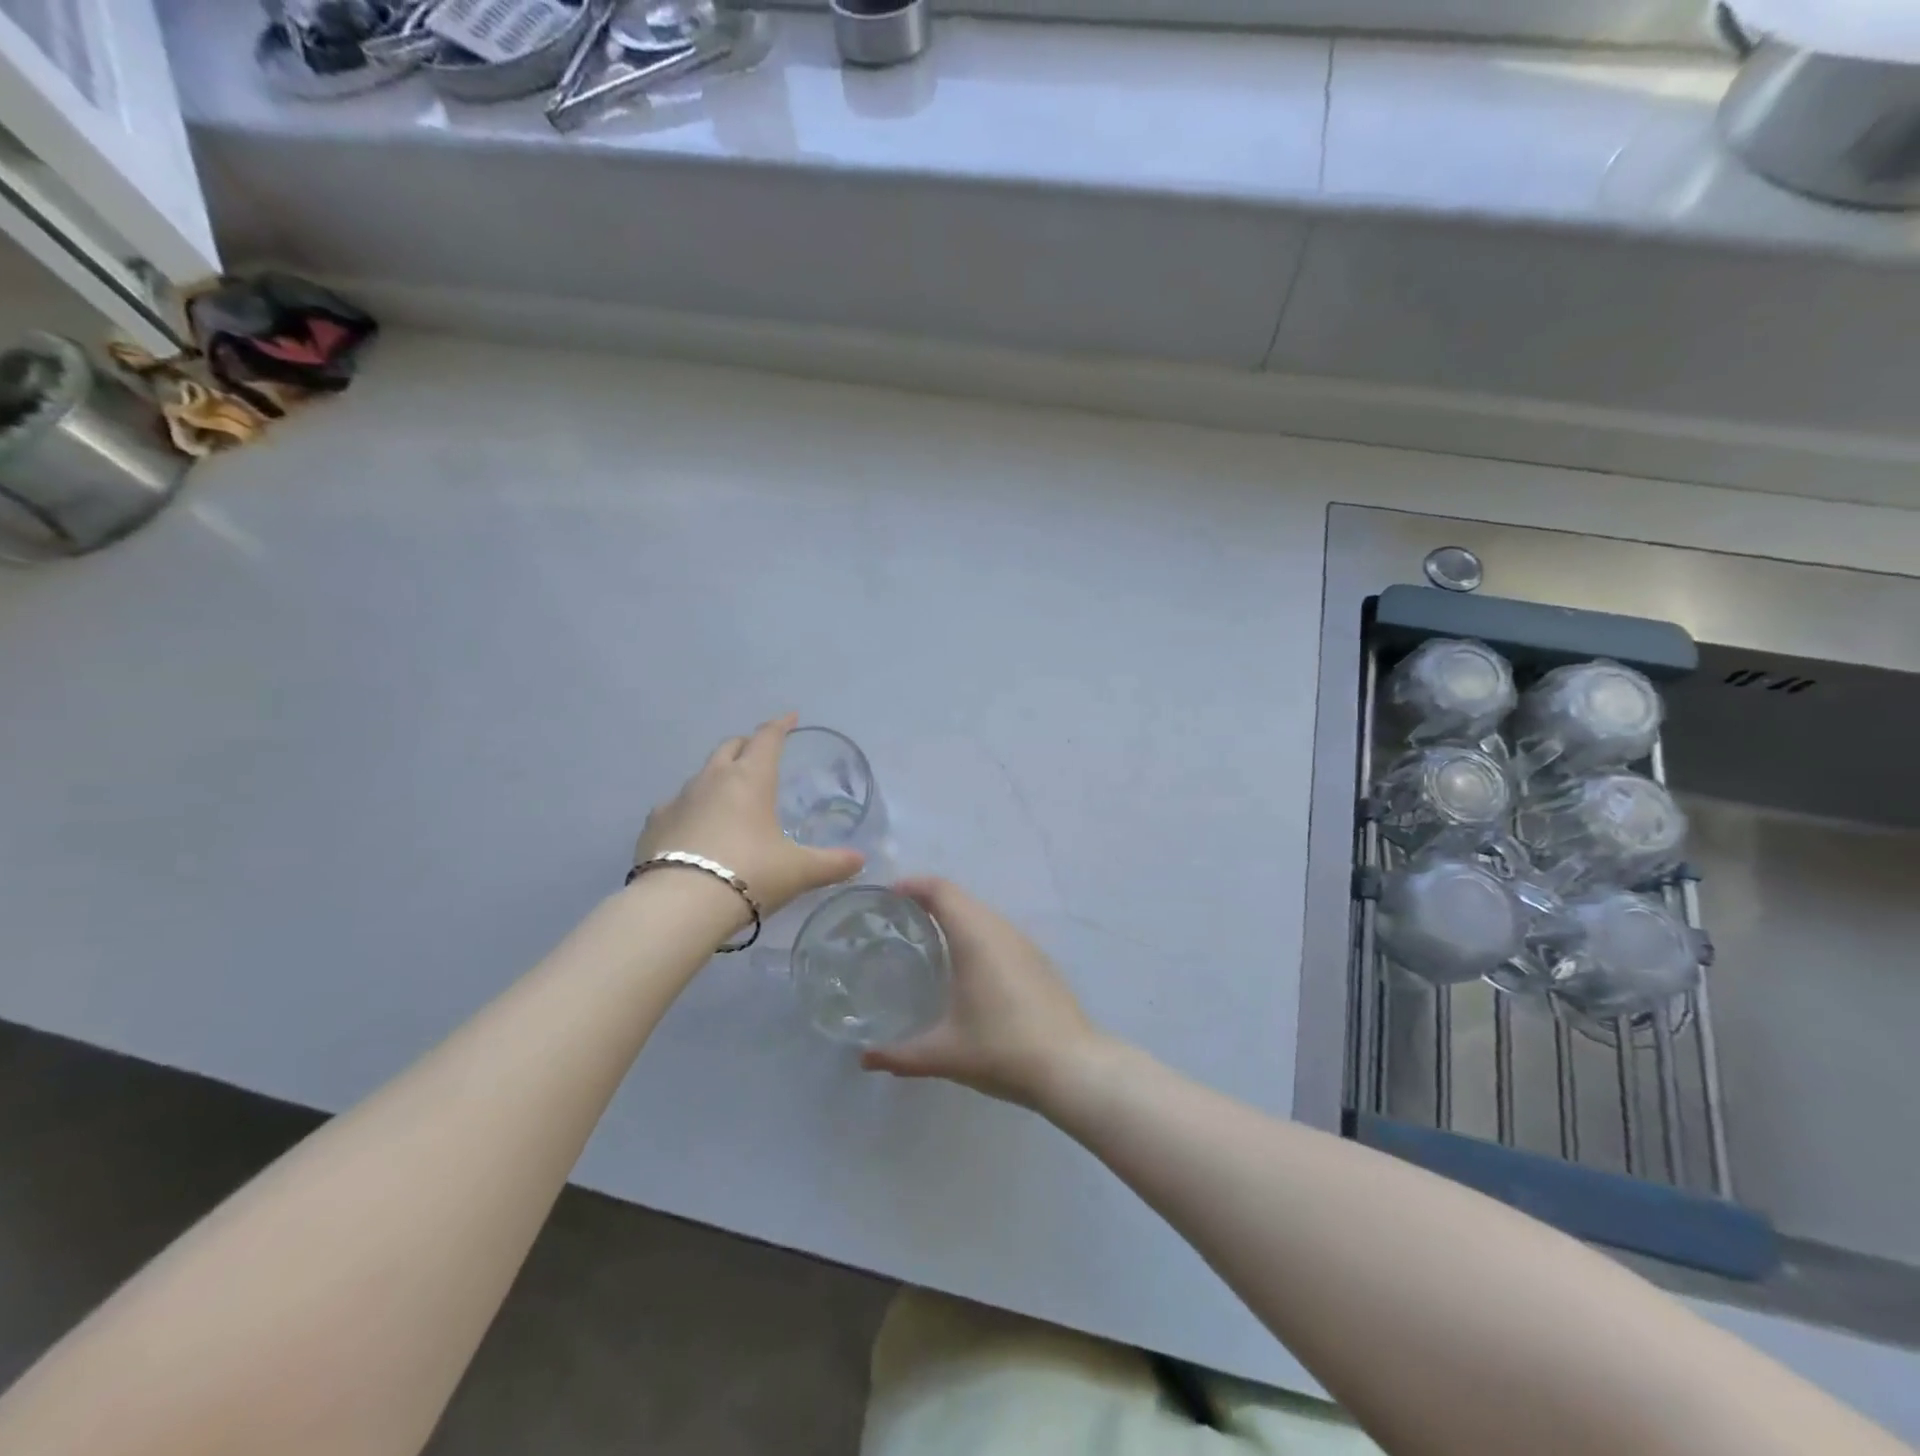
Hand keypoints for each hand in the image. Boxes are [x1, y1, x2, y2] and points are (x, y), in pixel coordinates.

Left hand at [635, 714, 863, 916]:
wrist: (679, 905)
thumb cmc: (749, 874)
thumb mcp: (798, 871)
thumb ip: (831, 863)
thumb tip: (860, 861)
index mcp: (750, 779)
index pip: (767, 739)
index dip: (780, 726)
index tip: (790, 717)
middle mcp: (712, 780)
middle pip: (730, 748)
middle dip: (747, 745)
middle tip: (760, 753)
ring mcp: (677, 800)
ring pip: (701, 776)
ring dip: (717, 778)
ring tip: (729, 798)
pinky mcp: (653, 826)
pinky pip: (675, 806)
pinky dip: (690, 809)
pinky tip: (694, 829)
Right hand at [861, 878, 1104, 1111]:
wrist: (1072, 1066)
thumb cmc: (1002, 1050)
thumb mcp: (945, 1054)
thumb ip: (900, 1055)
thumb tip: (865, 1058)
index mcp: (975, 937)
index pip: (941, 890)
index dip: (913, 885)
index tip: (886, 896)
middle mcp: (1000, 930)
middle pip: (960, 897)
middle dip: (928, 899)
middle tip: (898, 919)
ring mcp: (1024, 943)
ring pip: (983, 914)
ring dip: (954, 916)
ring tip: (927, 939)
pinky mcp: (1038, 960)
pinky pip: (999, 932)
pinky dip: (976, 933)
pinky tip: (967, 966)